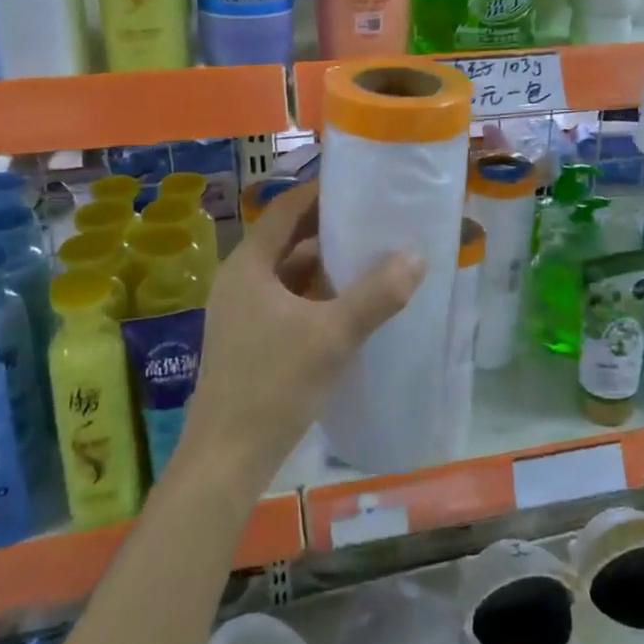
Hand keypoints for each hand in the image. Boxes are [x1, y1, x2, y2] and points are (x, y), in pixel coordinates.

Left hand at [179, 182, 423, 493]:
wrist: (227, 459)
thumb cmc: (273, 385)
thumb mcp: (332, 335)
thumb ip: (376, 295)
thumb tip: (417, 256)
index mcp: (249, 265)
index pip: (287, 209)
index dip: (321, 192)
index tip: (360, 184)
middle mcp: (240, 280)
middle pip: (288, 240)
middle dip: (330, 230)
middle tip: (376, 220)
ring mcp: (242, 312)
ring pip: (289, 274)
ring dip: (326, 266)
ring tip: (372, 258)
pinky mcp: (250, 340)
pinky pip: (288, 302)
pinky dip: (317, 296)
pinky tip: (350, 306)